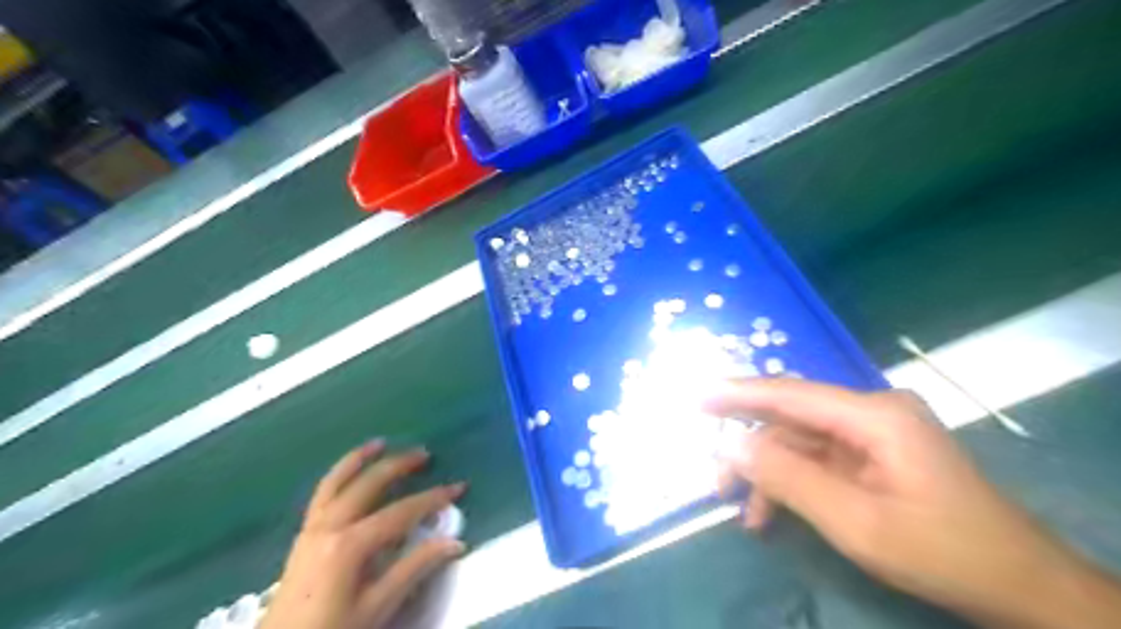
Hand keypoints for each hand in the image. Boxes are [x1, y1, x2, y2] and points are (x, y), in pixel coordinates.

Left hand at [261, 441, 467, 628]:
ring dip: (359, 459)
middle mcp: (329, 526)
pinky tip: (349, 473)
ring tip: (380, 443)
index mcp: (350, 544)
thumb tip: (454, 542)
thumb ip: (414, 570)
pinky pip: (322, 494)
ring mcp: (311, 528)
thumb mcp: (377, 608)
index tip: (458, 487)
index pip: (401, 512)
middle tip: (424, 454)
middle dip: (398, 465)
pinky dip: (338, 475)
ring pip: (336, 481)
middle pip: (368, 485)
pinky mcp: (303, 536)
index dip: (432, 498)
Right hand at [702, 378, 1120, 627]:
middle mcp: (871, 411)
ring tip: (744, 513)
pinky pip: (819, 459)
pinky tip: (772, 515)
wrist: (1018, 585)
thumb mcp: (855, 522)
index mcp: (874, 415)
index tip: (695, 397)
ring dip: (769, 474)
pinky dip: (792, 483)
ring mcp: (874, 432)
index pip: (790, 394)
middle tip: (715, 479)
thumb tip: (731, 445)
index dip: (738, 394)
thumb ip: (788, 478)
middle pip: (792, 418)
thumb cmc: (940, 551)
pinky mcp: (874, 453)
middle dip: (750, 447)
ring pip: (800, 442)